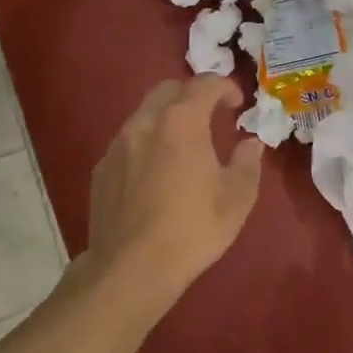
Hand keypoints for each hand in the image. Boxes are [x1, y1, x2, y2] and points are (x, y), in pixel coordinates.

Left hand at [87, 75, 263, 306]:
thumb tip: (250, 143)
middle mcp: (145, 123)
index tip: (237, 102)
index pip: (203, 84)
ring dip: (166, 118)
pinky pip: (128, 142)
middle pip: (168, 90)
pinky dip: (146, 143)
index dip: (224, 86)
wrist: (131, 268)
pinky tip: (155, 172)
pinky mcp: (101, 169)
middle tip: (210, 115)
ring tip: (183, 145)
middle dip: (191, 94)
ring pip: (144, 114)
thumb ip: (247, 163)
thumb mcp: (236, 199)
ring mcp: (118, 145)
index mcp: (181, 122)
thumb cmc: (192, 229)